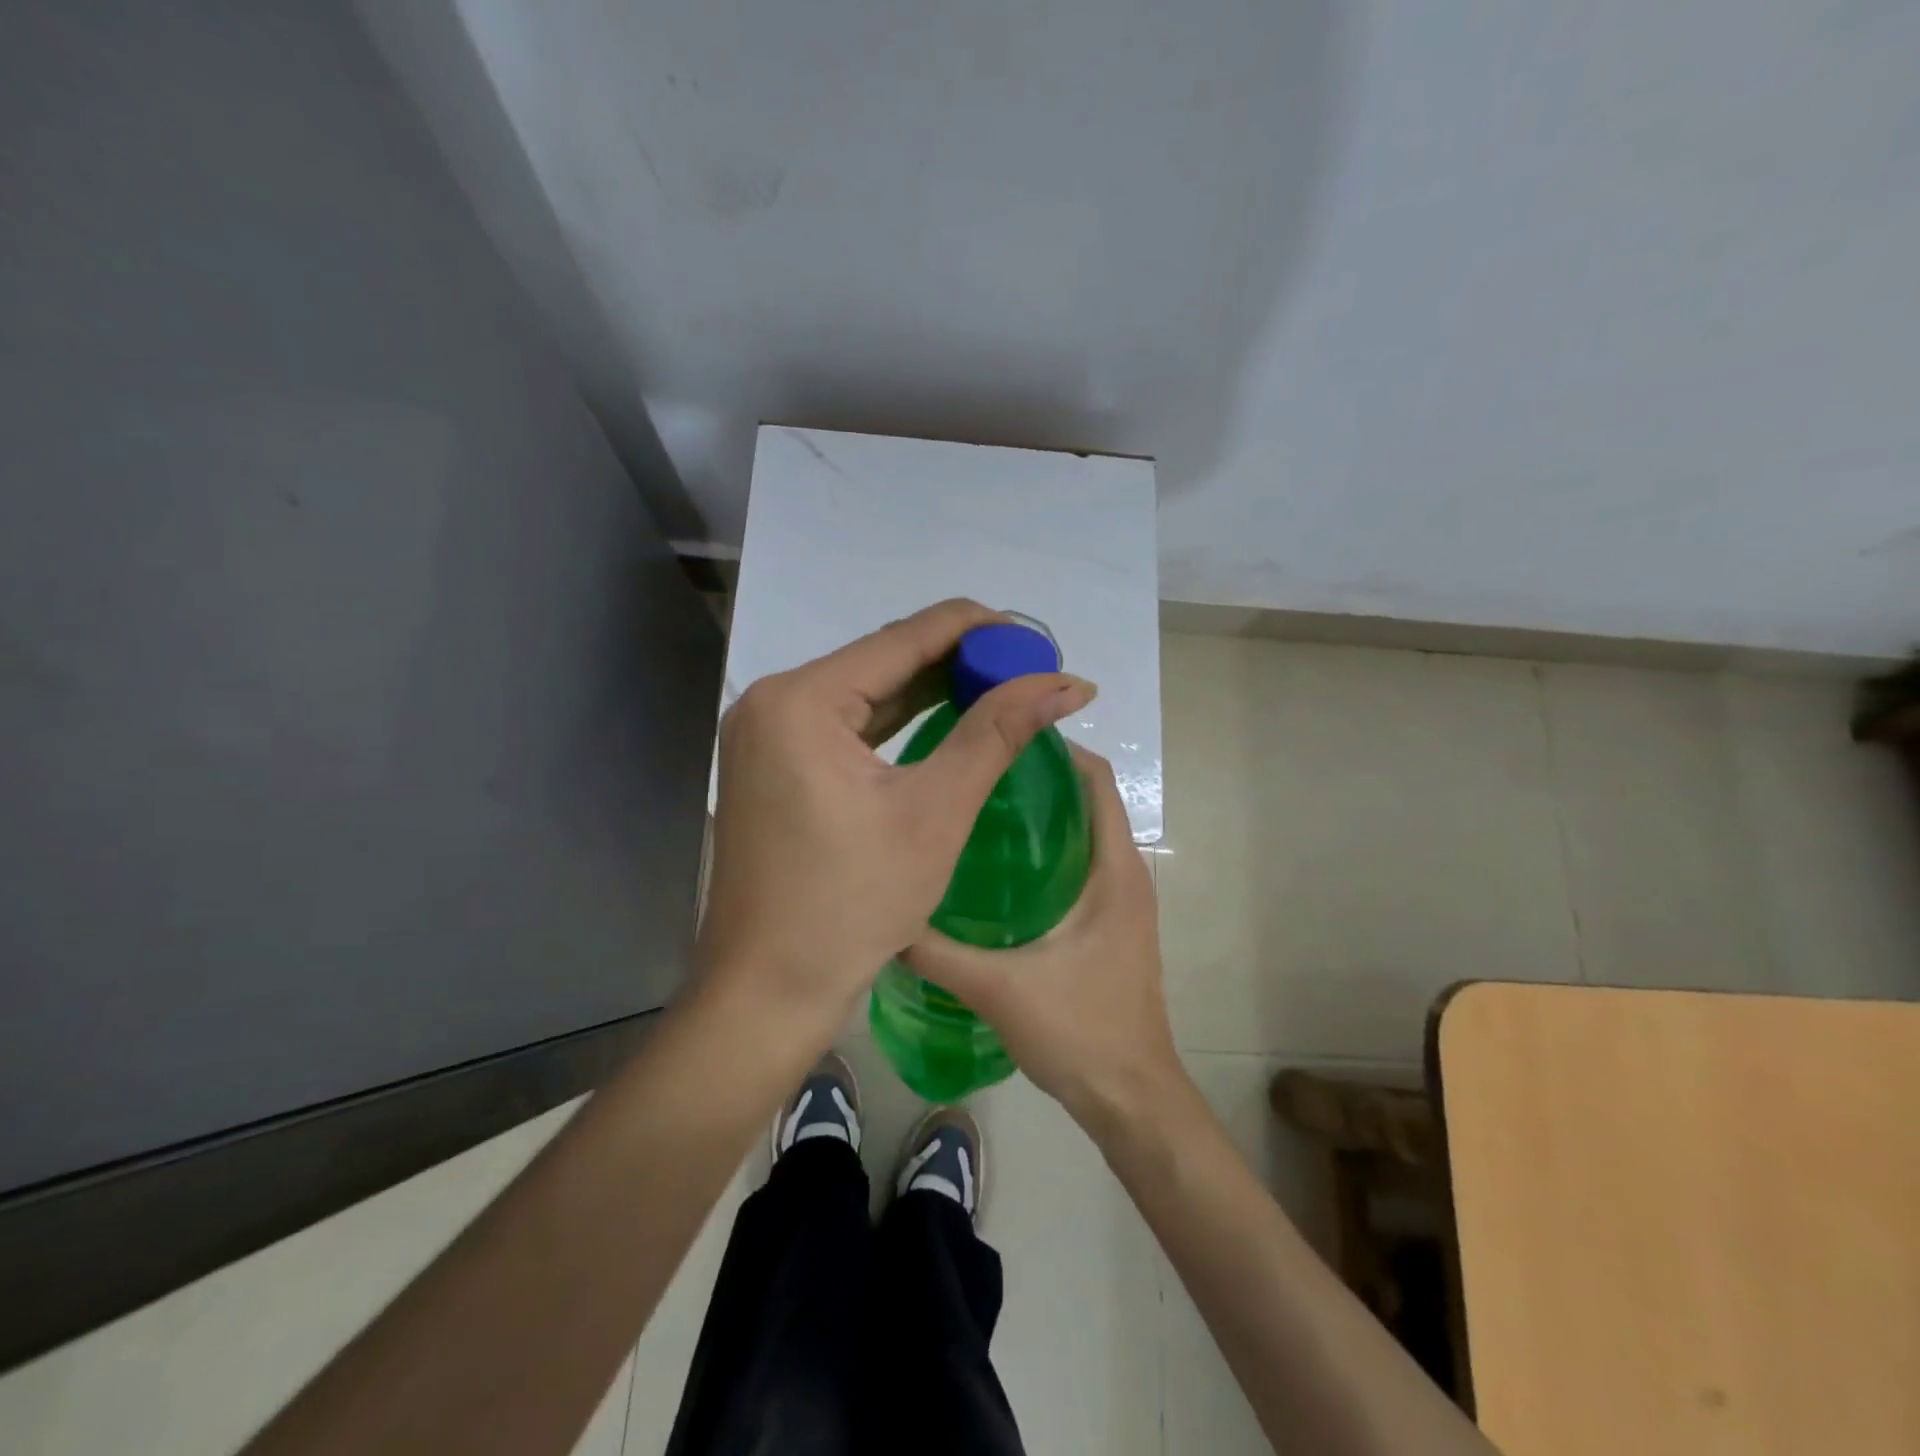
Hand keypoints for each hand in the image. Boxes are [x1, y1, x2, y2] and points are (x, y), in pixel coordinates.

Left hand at [696, 599, 1097, 1045]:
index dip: (976, 630)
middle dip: (957, 662)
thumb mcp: (934, 812)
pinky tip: (944, 718)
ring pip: (865, 693)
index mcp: (801, 700)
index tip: (1033, 639)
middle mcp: (774, 702)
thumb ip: (997, 734)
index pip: (903, 638)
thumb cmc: (852, 904)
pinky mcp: (774, 766)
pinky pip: (846, 726)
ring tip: (999, 688)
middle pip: (881, 660)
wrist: (768, 990)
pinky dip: (896, 722)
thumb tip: (1065, 684)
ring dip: (930, 690)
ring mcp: (767, 735)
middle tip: (1025, 671)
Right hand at [902, 745, 1187, 1132]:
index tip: (1003, 734)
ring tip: (976, 807)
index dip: (1058, 749)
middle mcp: (1124, 875)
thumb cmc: (1081, 1032)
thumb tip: (883, 916)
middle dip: (1037, 777)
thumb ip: (937, 951)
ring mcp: (1120, 902)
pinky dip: (1044, 852)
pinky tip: (993, 870)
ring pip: (1081, 835)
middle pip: (1086, 801)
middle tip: (974, 768)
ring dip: (1039, 815)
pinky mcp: (1109, 925)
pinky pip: (1078, 866)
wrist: (1131, 1100)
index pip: (1097, 781)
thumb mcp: (1000, 987)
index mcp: (1114, 870)